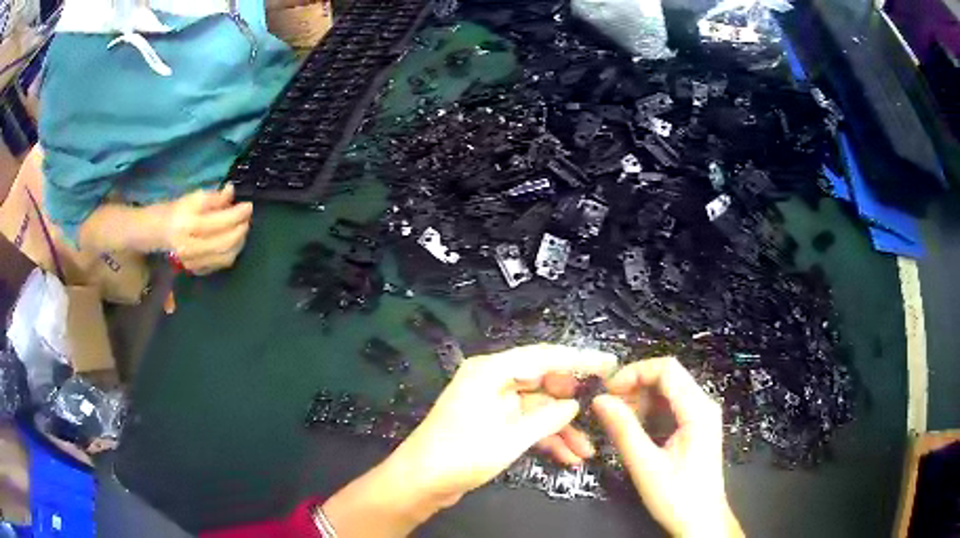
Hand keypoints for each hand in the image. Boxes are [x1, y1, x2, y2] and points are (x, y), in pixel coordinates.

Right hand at [161, 183, 252, 274]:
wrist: (163, 231)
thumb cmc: (181, 211)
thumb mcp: (194, 198)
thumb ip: (214, 197)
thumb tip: (232, 191)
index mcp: (186, 225)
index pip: (217, 222)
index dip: (237, 214)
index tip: (249, 205)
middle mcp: (189, 247)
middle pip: (224, 243)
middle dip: (240, 230)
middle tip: (247, 218)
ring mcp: (193, 263)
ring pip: (225, 257)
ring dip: (239, 242)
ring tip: (242, 228)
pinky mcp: (197, 271)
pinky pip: (221, 264)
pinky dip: (232, 252)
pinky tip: (233, 241)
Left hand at [322, 345, 617, 537]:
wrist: (420, 482)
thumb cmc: (462, 454)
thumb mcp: (511, 438)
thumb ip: (547, 419)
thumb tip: (574, 405)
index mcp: (491, 371)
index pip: (543, 357)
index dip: (579, 360)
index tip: (609, 364)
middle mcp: (492, 381)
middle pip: (542, 383)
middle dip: (571, 402)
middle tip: (602, 410)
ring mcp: (492, 403)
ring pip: (537, 409)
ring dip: (561, 429)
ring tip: (587, 450)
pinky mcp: (492, 424)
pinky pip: (526, 425)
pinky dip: (545, 438)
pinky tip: (568, 457)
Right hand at [592, 357, 742, 537]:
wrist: (701, 521)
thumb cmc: (677, 496)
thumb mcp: (646, 466)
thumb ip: (624, 430)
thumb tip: (599, 400)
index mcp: (698, 410)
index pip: (666, 369)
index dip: (634, 372)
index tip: (607, 391)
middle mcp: (703, 405)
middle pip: (668, 377)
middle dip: (634, 386)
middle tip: (607, 407)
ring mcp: (702, 415)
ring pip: (668, 390)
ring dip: (640, 399)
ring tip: (616, 419)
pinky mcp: (696, 427)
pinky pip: (671, 406)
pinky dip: (649, 411)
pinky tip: (633, 428)